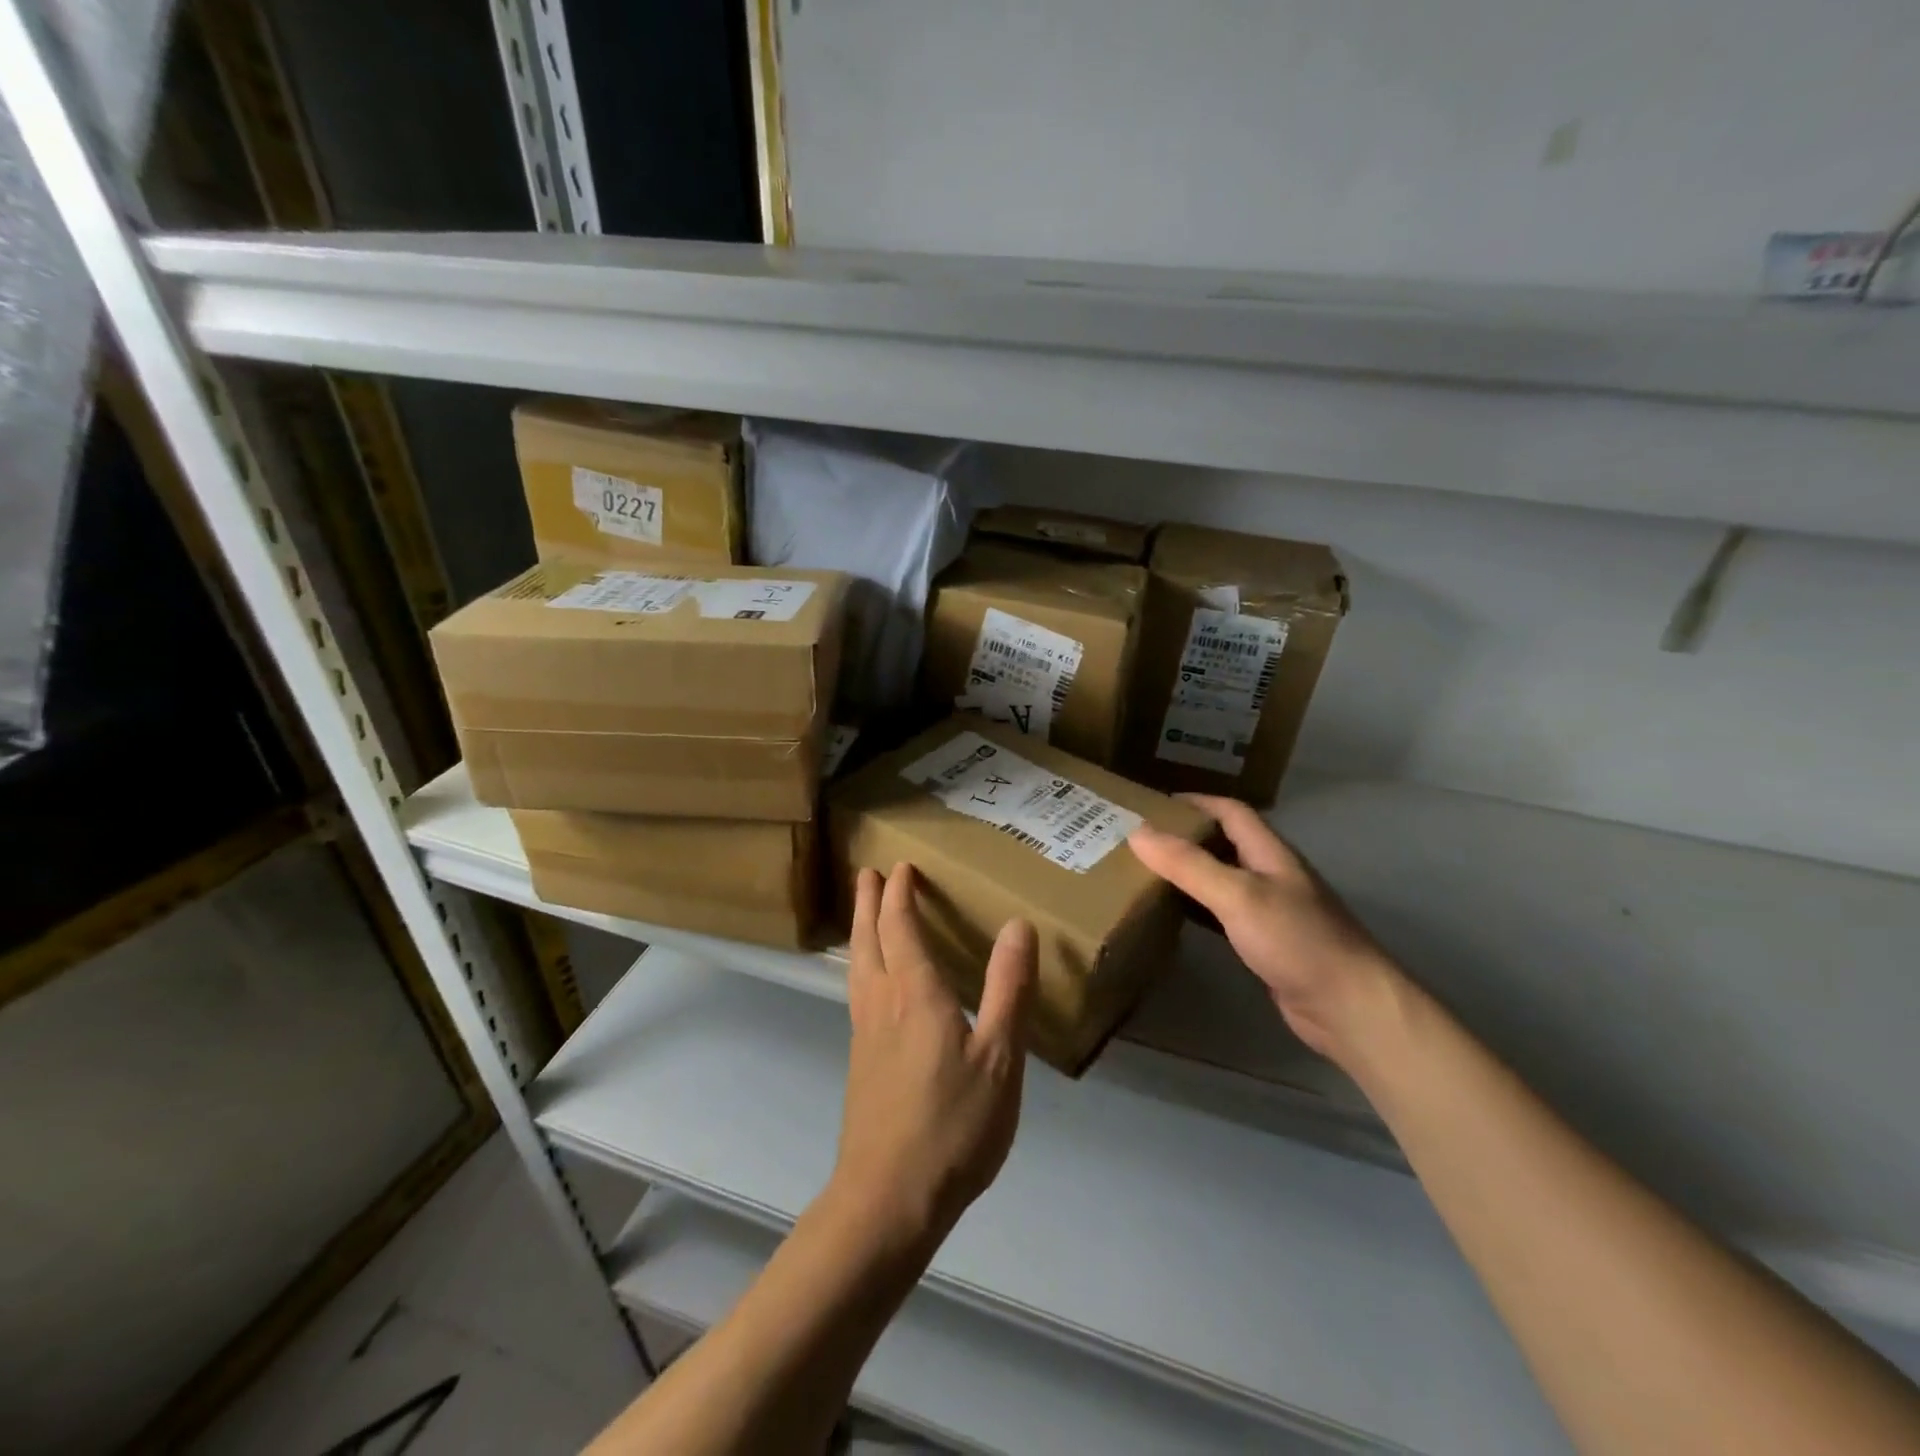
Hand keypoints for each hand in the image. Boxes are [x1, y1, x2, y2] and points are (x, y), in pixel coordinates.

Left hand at [830, 864, 1035, 1248]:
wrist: (889, 1197)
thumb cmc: (953, 1125)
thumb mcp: (999, 1057)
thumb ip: (1008, 989)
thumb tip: (1018, 925)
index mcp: (915, 993)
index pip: (900, 927)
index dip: (900, 894)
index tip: (901, 867)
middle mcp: (882, 1002)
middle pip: (868, 938)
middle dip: (869, 902)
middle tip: (869, 872)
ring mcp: (864, 1033)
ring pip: (857, 965)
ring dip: (860, 930)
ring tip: (863, 913)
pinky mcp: (860, 1061)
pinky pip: (857, 990)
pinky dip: (861, 964)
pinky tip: (870, 981)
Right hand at [1129, 795, 1402, 1064]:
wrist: (1348, 1006)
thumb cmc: (1296, 940)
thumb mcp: (1237, 895)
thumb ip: (1188, 864)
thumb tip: (1137, 832)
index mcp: (1269, 852)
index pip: (1230, 811)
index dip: (1194, 801)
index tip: (1152, 804)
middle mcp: (1270, 874)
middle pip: (1224, 842)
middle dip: (1184, 835)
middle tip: (1139, 839)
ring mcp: (1270, 910)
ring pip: (1221, 878)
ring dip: (1188, 872)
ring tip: (1145, 871)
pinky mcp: (1265, 943)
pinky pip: (1222, 914)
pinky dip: (1196, 908)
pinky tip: (1172, 914)